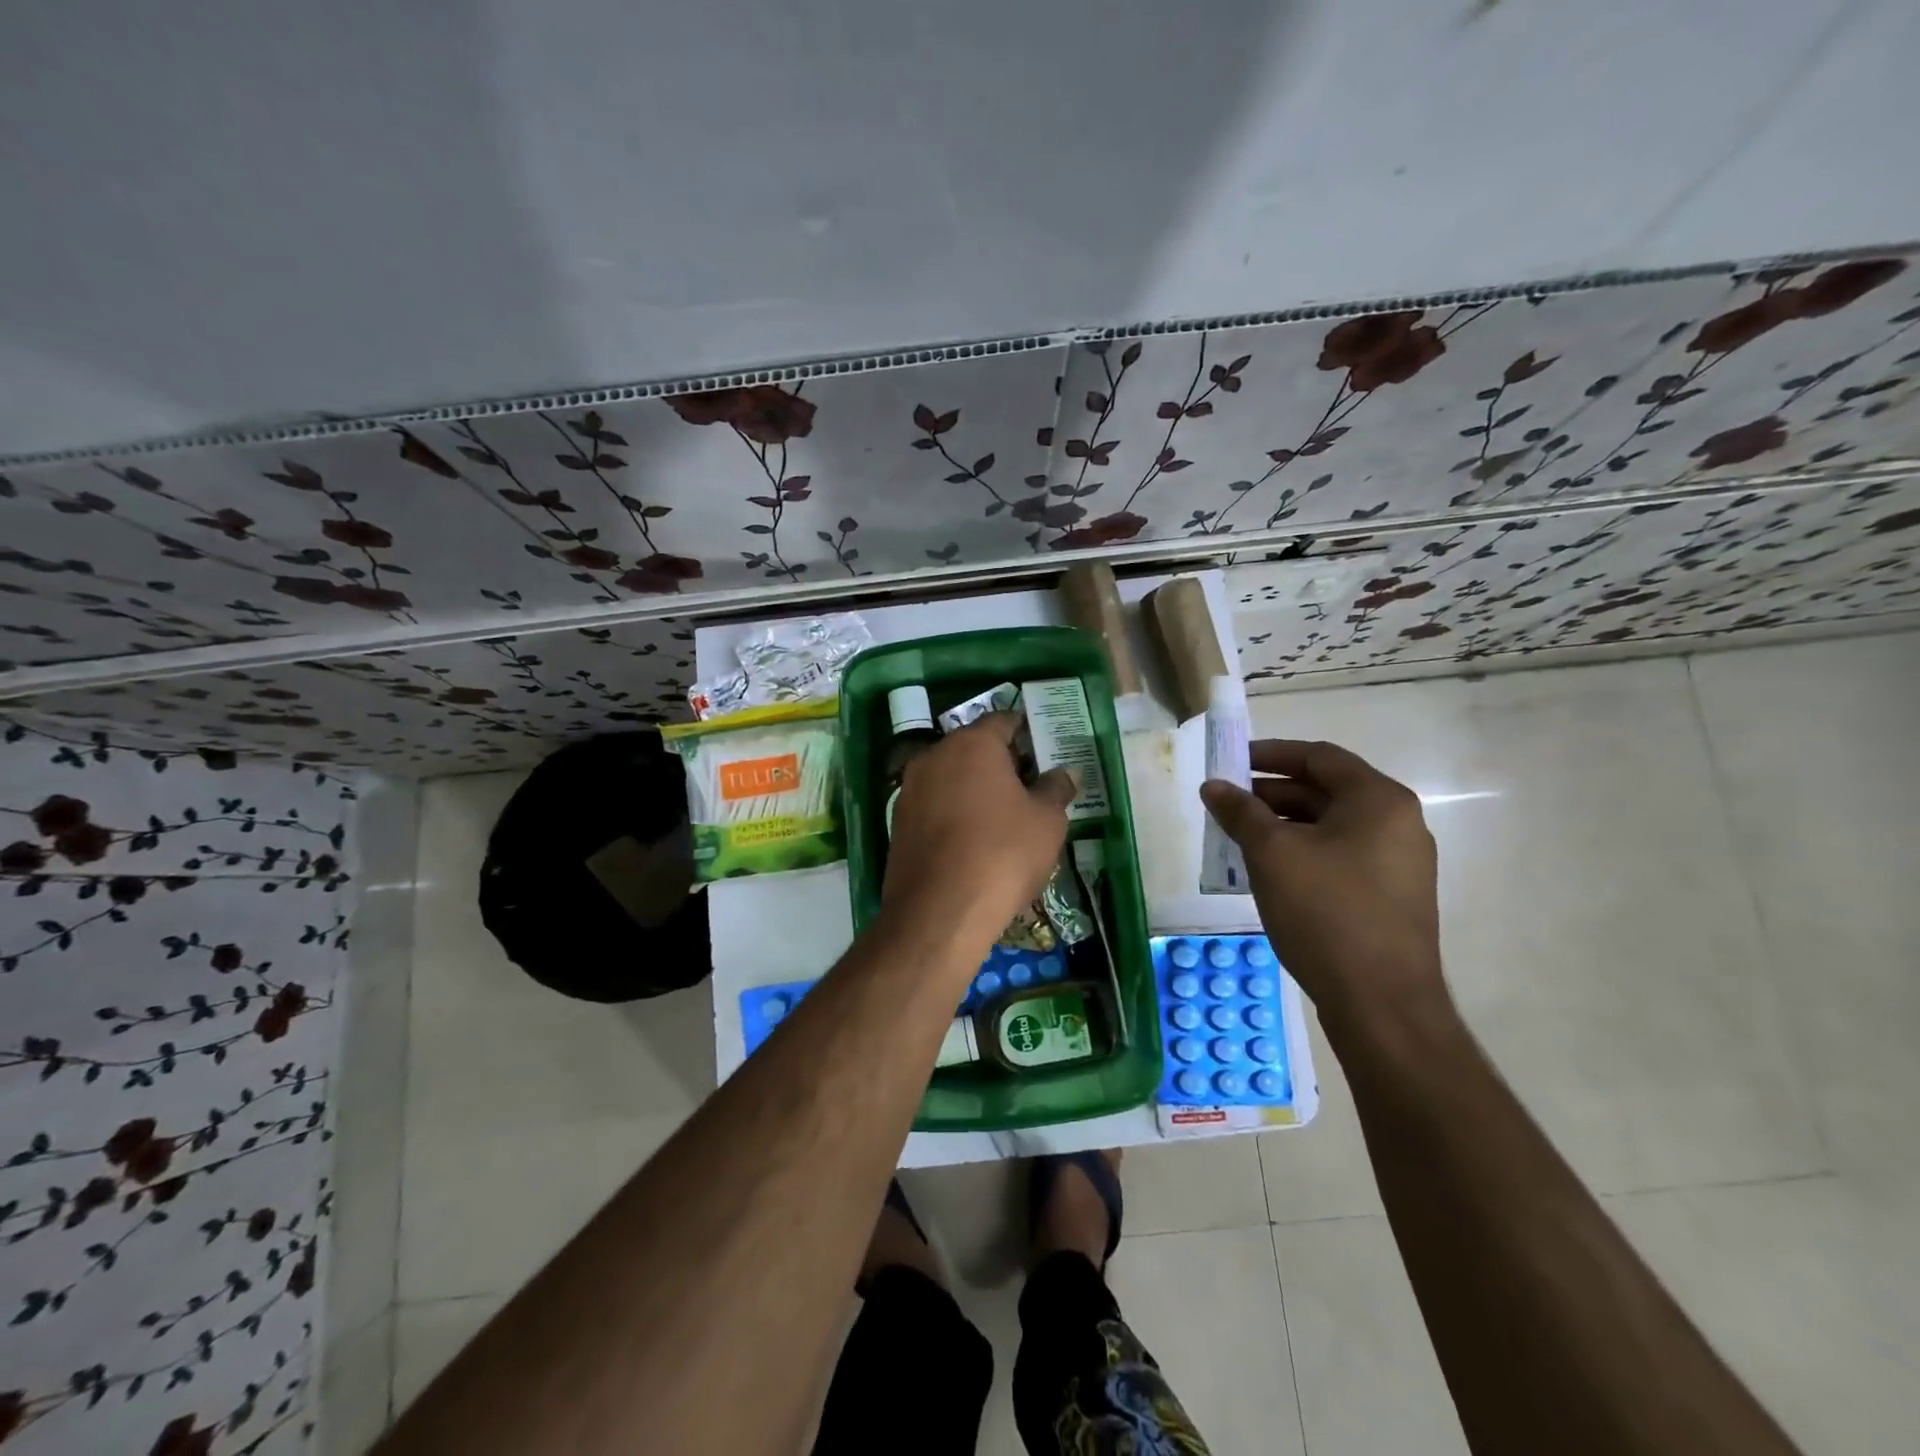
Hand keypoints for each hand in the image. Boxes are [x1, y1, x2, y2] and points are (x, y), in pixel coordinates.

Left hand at [883, 712, 1076, 944]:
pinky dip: (955, 814)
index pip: (1003, 721)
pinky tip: (974, 842)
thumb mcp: (1047, 821)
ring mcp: (909, 789)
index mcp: (972, 744)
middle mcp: (934, 756)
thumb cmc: (1002, 854)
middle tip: (1031, 789)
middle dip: (1002, 763)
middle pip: (974, 748)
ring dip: (976, 789)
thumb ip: (1056, 789)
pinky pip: (935, 806)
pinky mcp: (898, 823)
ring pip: (951, 778)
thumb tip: (1065, 772)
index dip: (1027, 734)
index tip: (1044, 753)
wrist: (939, 912)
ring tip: (1005, 819)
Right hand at [1200, 739, 1444, 1031]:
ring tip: (1238, 839)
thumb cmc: (1326, 911)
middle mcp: (1397, 824)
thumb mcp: (1272, 853)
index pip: (1319, 757)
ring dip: (1283, 825)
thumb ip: (1241, 812)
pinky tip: (1267, 872)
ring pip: (1330, 827)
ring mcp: (1398, 864)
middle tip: (1226, 804)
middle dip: (1271, 794)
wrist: (1381, 1003)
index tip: (1230, 761)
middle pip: (1325, 791)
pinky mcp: (1389, 897)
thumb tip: (1213, 786)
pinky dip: (1302, 853)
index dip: (1270, 753)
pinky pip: (1339, 857)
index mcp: (1378, 800)